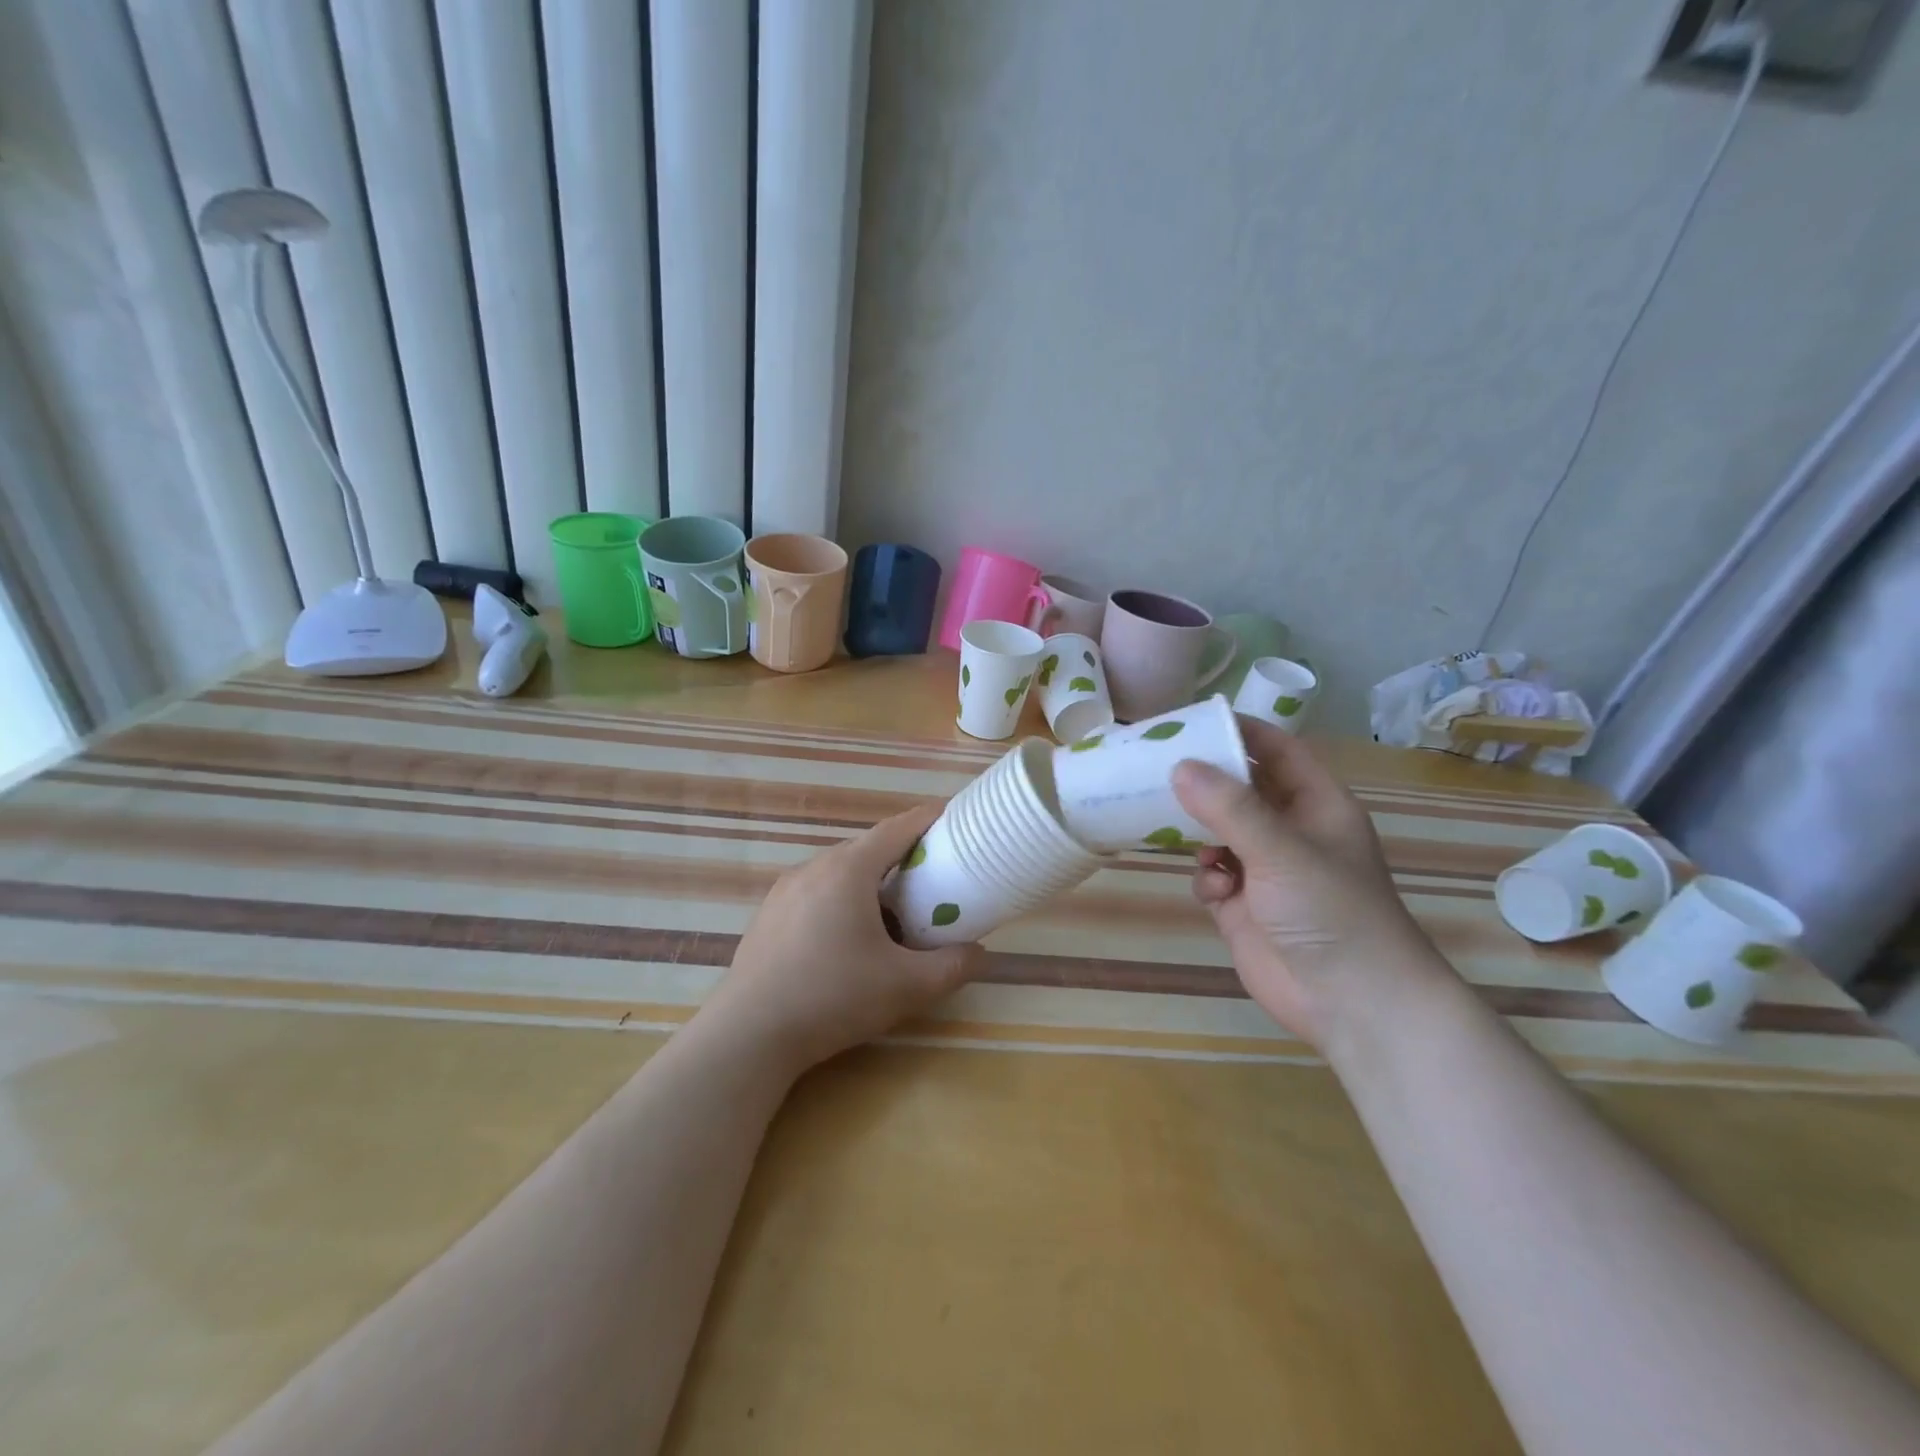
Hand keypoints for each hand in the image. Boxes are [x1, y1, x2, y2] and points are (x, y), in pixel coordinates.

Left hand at [705, 803, 985, 1072]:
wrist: (749, 1034)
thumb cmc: (833, 997)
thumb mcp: (906, 987)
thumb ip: (951, 967)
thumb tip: (979, 954)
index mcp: (848, 870)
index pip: (897, 828)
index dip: (929, 819)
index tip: (954, 818)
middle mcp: (814, 867)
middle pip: (868, 848)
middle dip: (903, 854)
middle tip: (933, 875)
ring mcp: (784, 890)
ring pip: (839, 871)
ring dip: (870, 880)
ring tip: (894, 910)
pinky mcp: (768, 915)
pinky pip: (815, 891)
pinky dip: (841, 898)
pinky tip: (847, 937)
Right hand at [1172, 716, 1454, 1049]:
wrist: (1352, 1004)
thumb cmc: (1332, 911)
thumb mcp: (1282, 850)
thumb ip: (1230, 807)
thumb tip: (1179, 766)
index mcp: (1316, 805)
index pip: (1276, 751)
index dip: (1240, 732)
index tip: (1192, 721)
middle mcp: (1289, 831)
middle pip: (1239, 790)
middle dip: (1204, 781)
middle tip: (1156, 767)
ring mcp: (1265, 869)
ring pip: (1217, 831)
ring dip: (1198, 833)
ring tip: (1172, 827)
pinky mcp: (1243, 905)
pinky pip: (1211, 875)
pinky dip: (1206, 878)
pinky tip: (1215, 892)